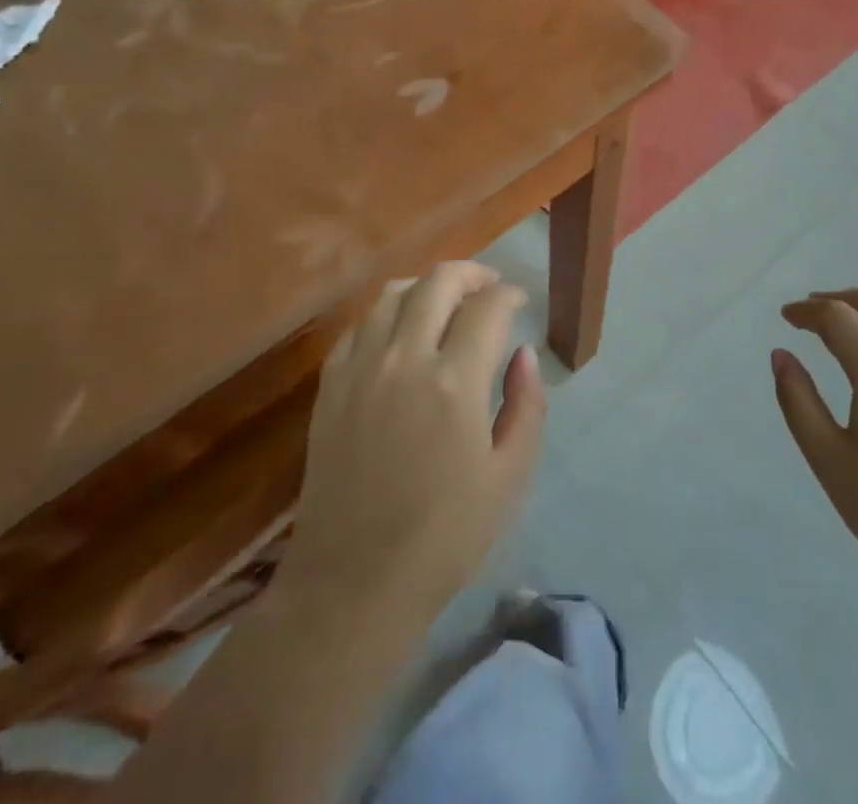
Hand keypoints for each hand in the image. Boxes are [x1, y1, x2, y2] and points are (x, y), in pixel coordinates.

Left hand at [281, 261, 546, 628]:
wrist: (353, 584)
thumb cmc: (444, 537)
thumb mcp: (509, 478)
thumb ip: (526, 406)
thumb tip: (524, 353)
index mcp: (455, 382)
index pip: (488, 307)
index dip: (509, 294)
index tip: (519, 302)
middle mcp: (405, 359)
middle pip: (439, 282)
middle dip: (472, 273)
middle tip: (488, 288)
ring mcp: (360, 368)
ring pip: (393, 294)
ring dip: (426, 286)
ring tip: (445, 301)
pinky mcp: (330, 386)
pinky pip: (358, 325)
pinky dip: (385, 313)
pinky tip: (398, 330)